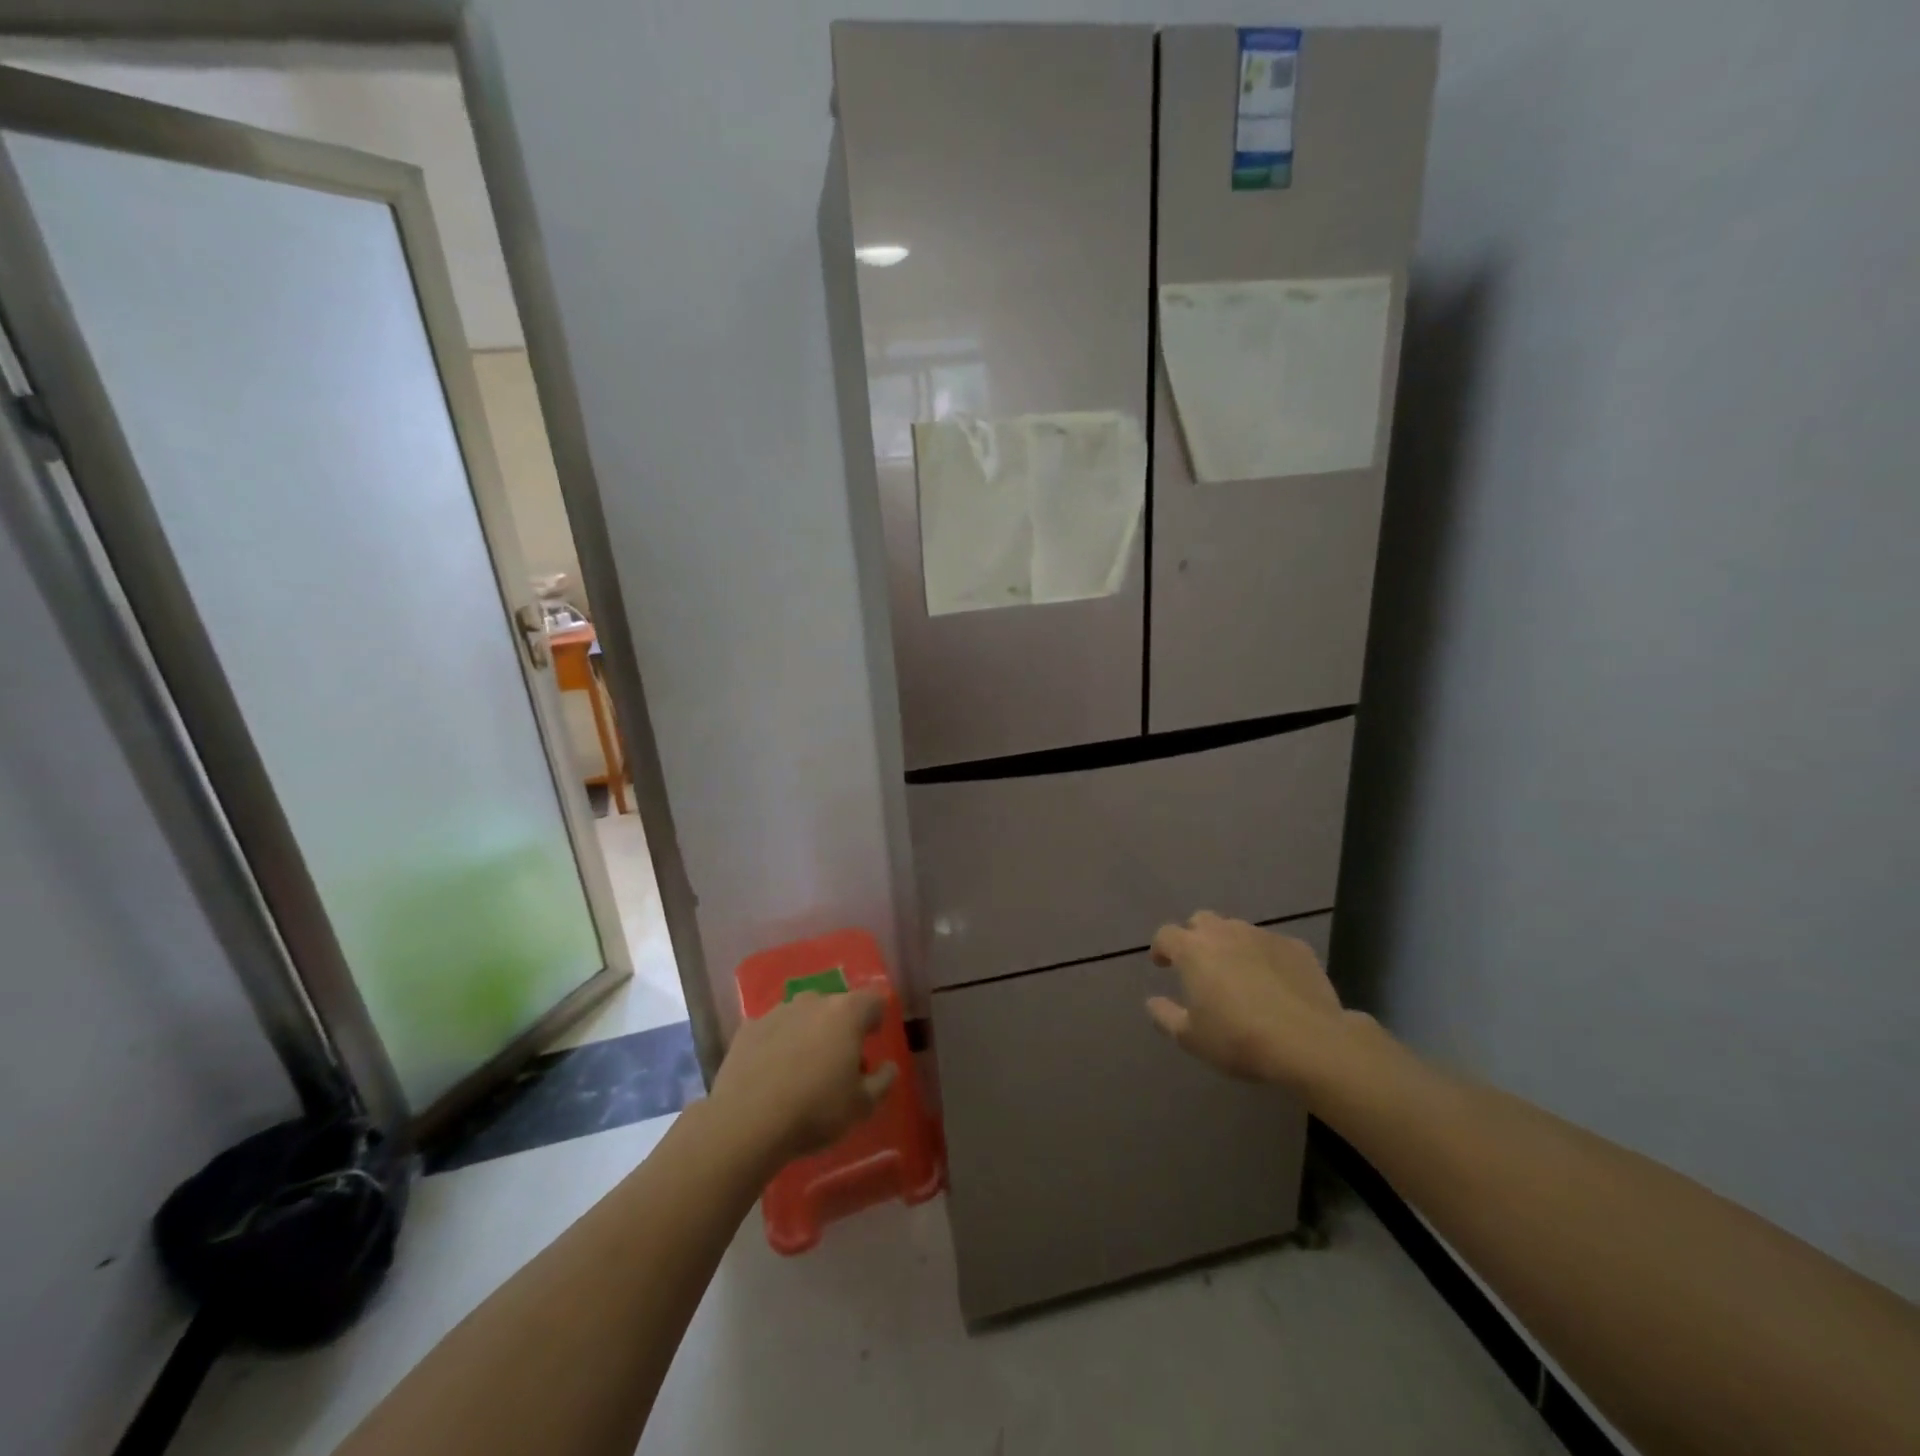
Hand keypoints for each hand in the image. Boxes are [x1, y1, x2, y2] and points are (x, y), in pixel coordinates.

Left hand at [710, 990, 896, 1168]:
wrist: (746, 1122)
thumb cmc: (815, 1110)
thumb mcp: (862, 1106)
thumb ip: (883, 1081)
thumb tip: (889, 1066)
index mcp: (846, 1013)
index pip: (873, 1000)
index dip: (877, 1017)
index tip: (872, 1040)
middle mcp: (813, 1001)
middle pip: (836, 1005)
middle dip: (841, 1026)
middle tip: (839, 1060)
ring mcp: (777, 1011)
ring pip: (803, 1014)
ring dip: (809, 1032)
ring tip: (803, 1067)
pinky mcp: (748, 1028)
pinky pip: (774, 1030)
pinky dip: (779, 1043)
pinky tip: (773, 1072)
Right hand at [1147, 911, 1349, 1093]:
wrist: (1309, 1042)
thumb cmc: (1239, 1039)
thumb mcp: (1191, 1038)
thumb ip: (1165, 1016)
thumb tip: (1151, 1002)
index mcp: (1193, 950)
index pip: (1166, 934)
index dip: (1161, 948)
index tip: (1162, 964)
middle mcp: (1225, 932)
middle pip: (1202, 921)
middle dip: (1195, 937)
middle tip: (1199, 965)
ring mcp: (1263, 936)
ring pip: (1238, 930)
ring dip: (1231, 945)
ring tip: (1238, 974)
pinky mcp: (1296, 947)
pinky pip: (1271, 945)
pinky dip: (1265, 957)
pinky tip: (1274, 983)